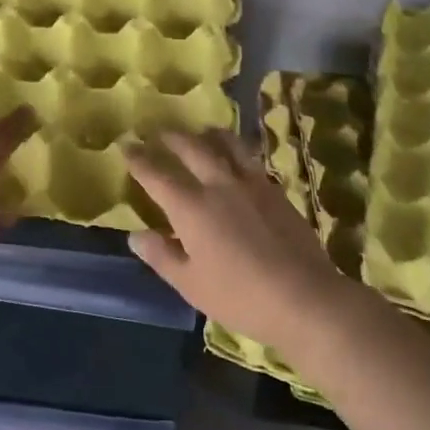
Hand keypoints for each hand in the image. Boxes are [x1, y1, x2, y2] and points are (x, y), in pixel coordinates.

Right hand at [126, 130, 353, 350]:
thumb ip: (162, 256)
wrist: (303, 296)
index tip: (126, 145)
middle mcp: (218, 184)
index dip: (139, 159)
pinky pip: (250, 158)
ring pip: (226, 144)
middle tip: (159, 133)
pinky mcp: (274, 189)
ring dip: (208, 134)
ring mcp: (250, 183)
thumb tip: (136, 235)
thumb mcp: (191, 284)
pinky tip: (237, 157)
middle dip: (171, 138)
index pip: (157, 175)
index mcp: (191, 207)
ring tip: (200, 132)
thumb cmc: (240, 296)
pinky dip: (236, 150)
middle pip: (191, 148)